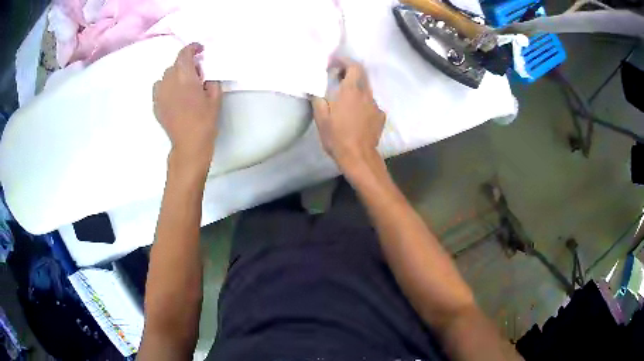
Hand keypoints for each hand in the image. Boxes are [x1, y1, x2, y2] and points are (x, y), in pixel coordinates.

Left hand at [153, 43, 221, 172]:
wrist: (189, 144)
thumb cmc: (205, 121)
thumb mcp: (215, 98)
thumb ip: (210, 80)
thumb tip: (203, 75)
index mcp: (185, 78)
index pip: (184, 54)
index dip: (192, 48)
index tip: (199, 49)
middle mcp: (169, 82)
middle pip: (174, 65)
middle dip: (185, 64)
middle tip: (196, 73)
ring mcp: (160, 94)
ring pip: (165, 76)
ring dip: (175, 75)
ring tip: (183, 84)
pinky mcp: (156, 105)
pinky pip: (159, 88)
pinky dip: (166, 86)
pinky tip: (174, 95)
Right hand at [311, 58, 385, 170]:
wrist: (358, 156)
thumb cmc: (337, 136)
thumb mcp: (321, 118)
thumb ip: (319, 99)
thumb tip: (317, 90)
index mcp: (351, 91)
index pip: (354, 66)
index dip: (345, 61)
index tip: (335, 63)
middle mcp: (366, 94)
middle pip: (362, 75)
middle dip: (350, 72)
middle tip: (338, 78)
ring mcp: (376, 106)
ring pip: (366, 90)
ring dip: (356, 89)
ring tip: (346, 99)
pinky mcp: (380, 117)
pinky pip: (371, 104)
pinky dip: (363, 103)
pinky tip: (357, 115)